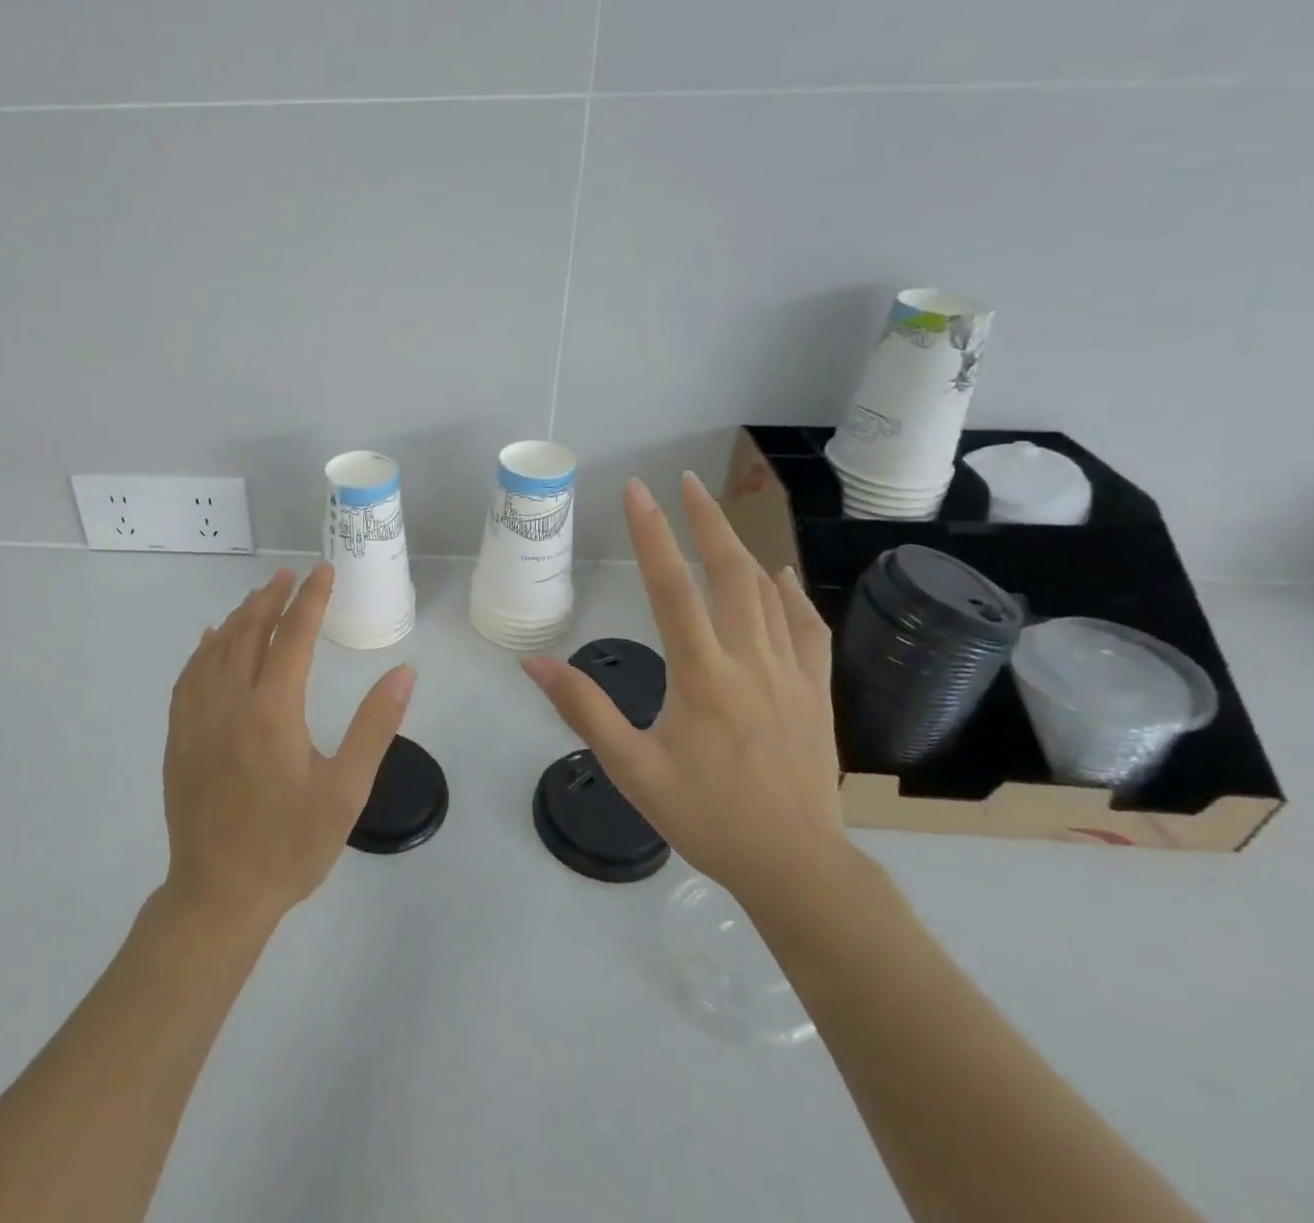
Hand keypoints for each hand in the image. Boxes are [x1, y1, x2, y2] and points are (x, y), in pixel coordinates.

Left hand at [163, 563, 416, 927]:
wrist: (219, 894)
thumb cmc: (290, 846)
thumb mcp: (346, 790)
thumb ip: (375, 726)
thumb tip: (404, 671)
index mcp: (273, 711)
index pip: (294, 636)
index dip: (311, 599)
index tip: (324, 571)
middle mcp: (230, 702)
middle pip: (249, 632)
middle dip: (272, 598)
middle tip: (291, 575)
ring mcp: (197, 719)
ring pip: (216, 648)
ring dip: (239, 617)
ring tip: (258, 597)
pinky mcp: (179, 737)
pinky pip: (189, 676)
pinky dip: (203, 649)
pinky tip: (210, 640)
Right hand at [522, 473, 851, 913]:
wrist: (797, 867)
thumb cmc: (706, 817)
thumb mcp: (632, 769)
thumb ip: (584, 710)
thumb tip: (534, 662)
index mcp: (703, 676)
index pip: (672, 588)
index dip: (652, 534)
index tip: (638, 491)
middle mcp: (750, 662)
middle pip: (730, 574)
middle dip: (706, 521)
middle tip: (685, 481)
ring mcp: (791, 674)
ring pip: (768, 594)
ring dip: (741, 547)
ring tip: (718, 514)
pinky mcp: (815, 693)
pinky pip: (807, 629)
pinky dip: (792, 595)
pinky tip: (781, 576)